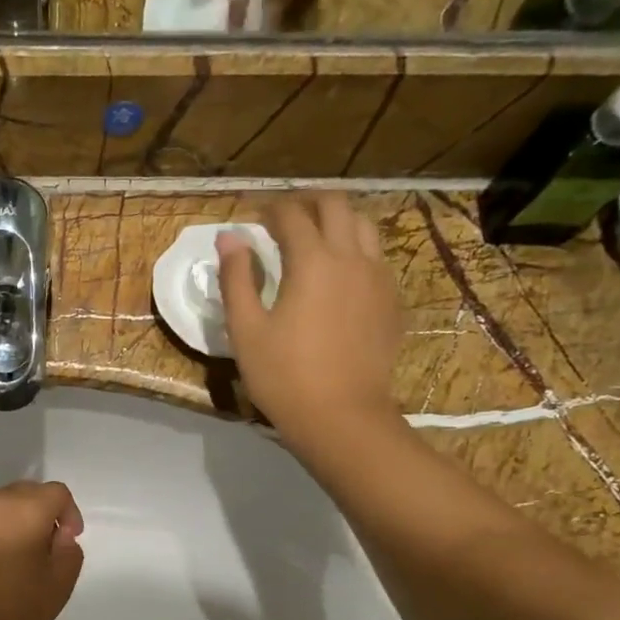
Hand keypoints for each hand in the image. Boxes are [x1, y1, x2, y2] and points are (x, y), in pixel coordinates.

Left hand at [0, 481, 85, 619]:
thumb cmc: (12, 613)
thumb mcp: (59, 586)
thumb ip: (69, 551)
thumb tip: (59, 534)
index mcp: (25, 509)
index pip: (56, 492)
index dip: (69, 514)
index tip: (67, 541)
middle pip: (22, 493)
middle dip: (37, 513)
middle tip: (40, 549)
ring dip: (5, 524)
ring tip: (6, 560)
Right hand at [217, 194, 401, 448]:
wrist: (341, 417)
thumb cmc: (283, 376)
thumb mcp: (246, 330)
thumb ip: (236, 278)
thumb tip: (229, 237)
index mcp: (312, 261)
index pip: (291, 215)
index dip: (269, 209)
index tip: (252, 216)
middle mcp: (351, 258)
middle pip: (335, 206)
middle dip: (307, 202)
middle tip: (284, 217)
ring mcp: (377, 279)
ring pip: (364, 226)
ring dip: (338, 221)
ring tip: (316, 237)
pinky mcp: (390, 302)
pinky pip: (377, 258)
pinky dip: (356, 250)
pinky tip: (340, 274)